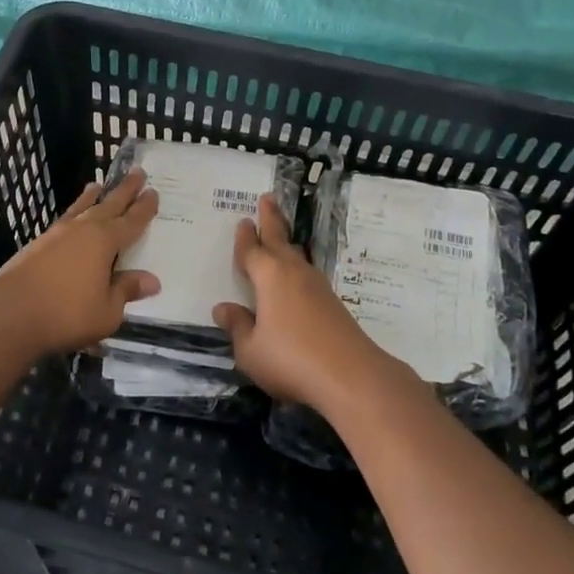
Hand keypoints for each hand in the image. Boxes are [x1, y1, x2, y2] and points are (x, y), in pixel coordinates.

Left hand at [0, 168, 160, 354]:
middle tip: (137, 172)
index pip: (131, 221)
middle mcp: (83, 229)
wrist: (10, 313)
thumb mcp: (107, 311)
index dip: (144, 208)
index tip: (153, 192)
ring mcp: (57, 234)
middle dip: (125, 190)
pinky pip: (64, 219)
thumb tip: (152, 280)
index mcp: (104, 241)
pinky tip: (72, 217)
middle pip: (109, 205)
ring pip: (81, 208)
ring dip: (93, 196)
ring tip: (98, 184)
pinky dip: (73, 212)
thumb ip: (126, 290)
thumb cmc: (66, 314)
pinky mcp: (37, 244)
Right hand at [212, 194, 401, 410]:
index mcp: (269, 276)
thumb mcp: (251, 350)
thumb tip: (223, 308)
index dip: (245, 237)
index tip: (243, 220)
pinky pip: (308, 275)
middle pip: (280, 239)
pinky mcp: (333, 304)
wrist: (351, 376)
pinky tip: (298, 277)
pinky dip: (298, 267)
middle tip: (268, 198)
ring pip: (297, 256)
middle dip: (272, 219)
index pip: (251, 251)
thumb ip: (237, 327)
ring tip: (281, 235)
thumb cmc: (291, 359)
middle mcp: (294, 273)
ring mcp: (317, 287)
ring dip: (287, 242)